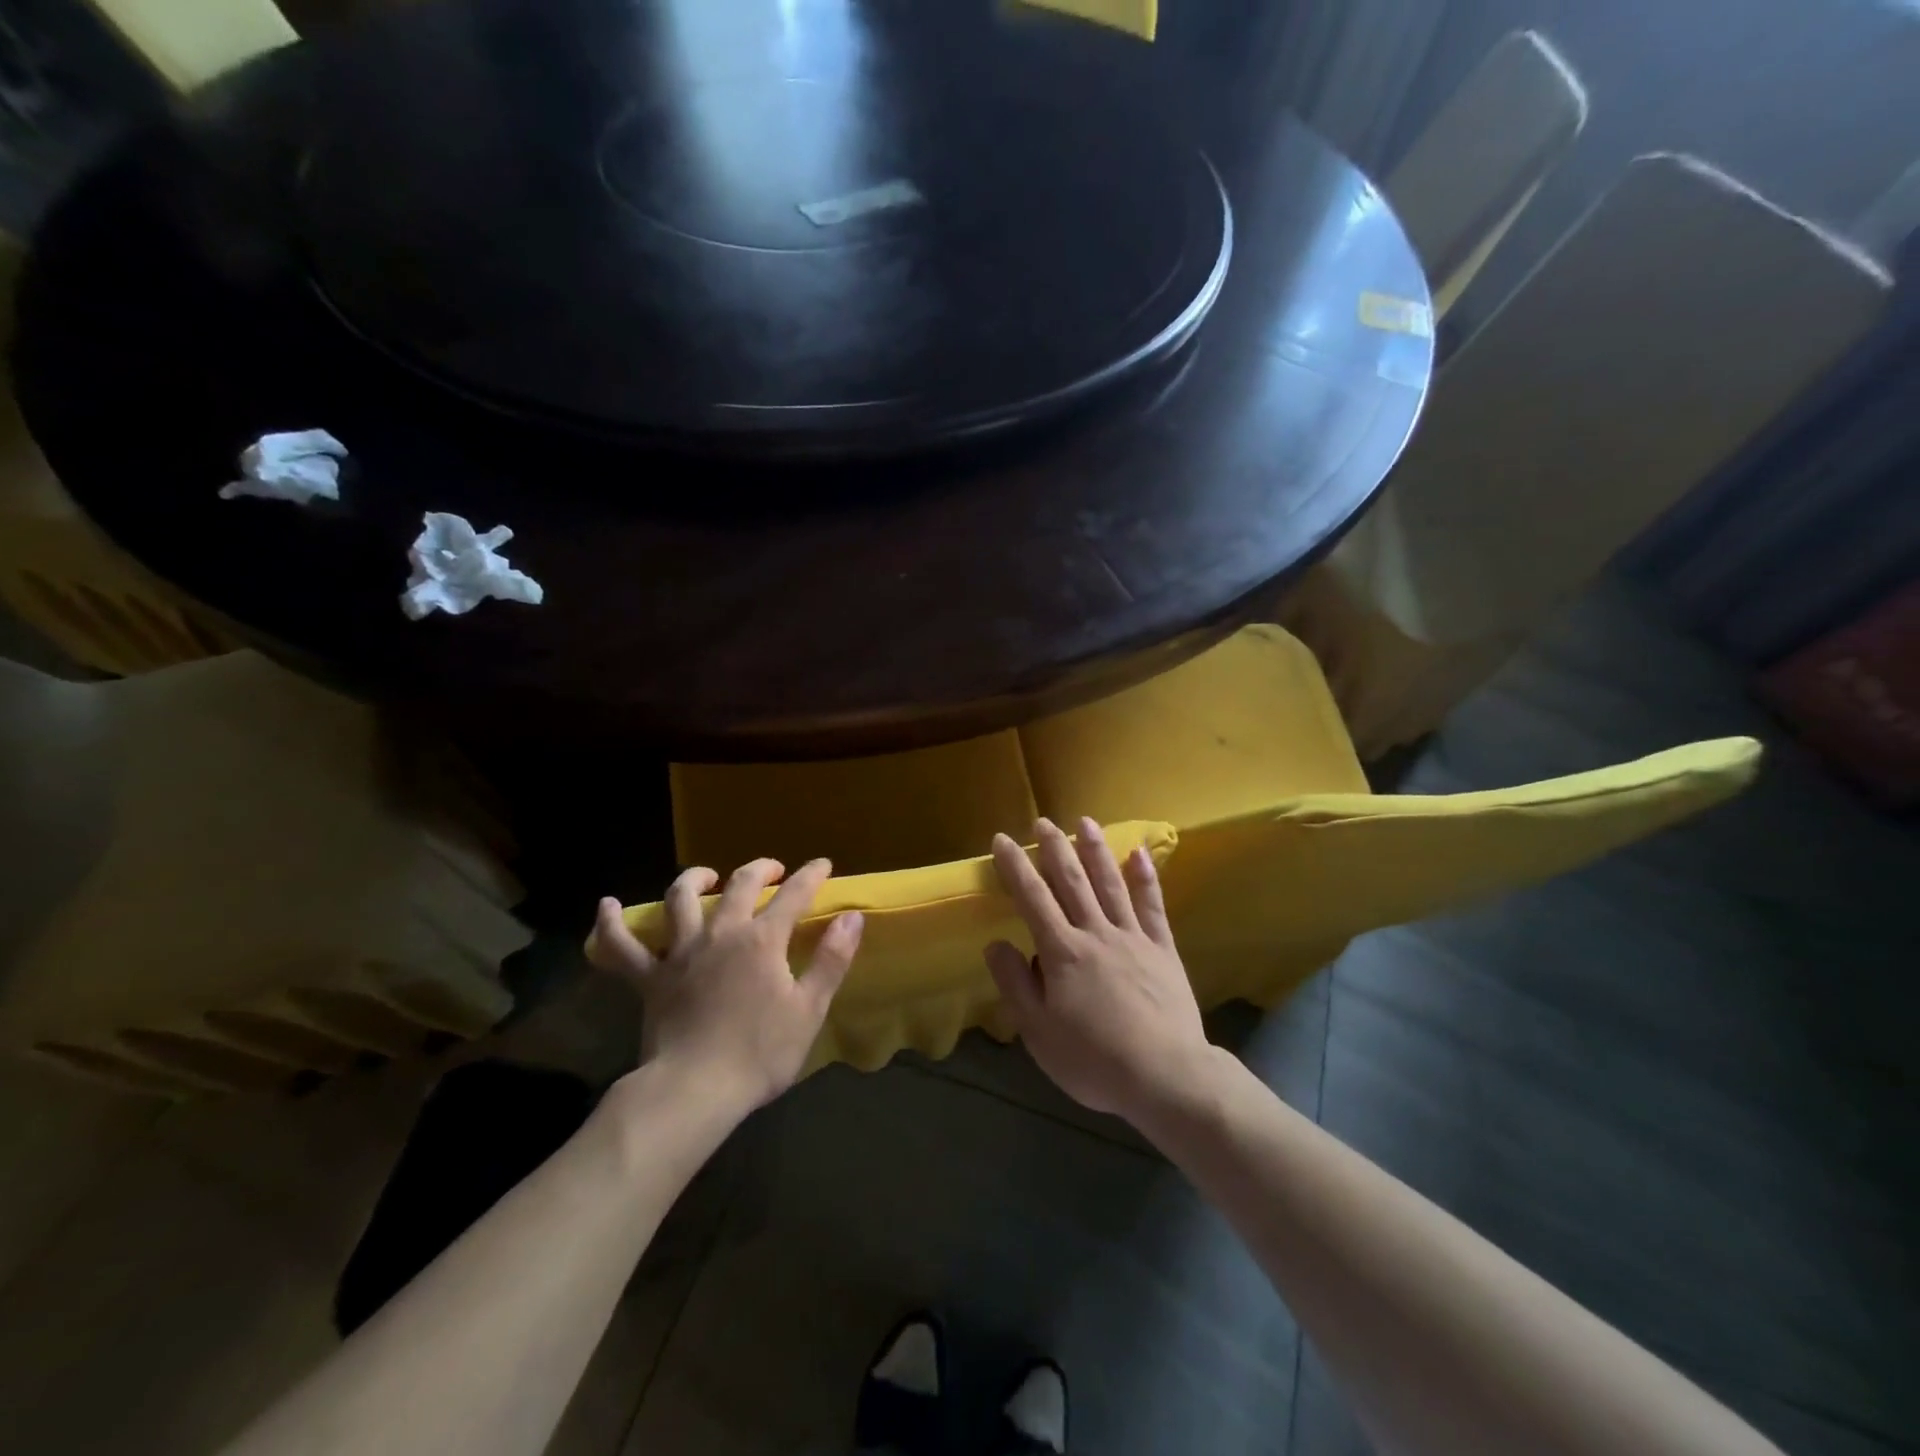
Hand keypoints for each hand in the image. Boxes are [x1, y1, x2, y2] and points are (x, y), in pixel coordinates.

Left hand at [589, 858, 863, 1118]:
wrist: (694, 1091)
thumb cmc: (759, 1053)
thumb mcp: (809, 1009)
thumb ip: (832, 959)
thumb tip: (851, 916)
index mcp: (762, 940)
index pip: (794, 895)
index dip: (811, 876)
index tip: (823, 865)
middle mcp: (721, 933)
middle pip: (739, 885)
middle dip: (759, 869)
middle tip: (773, 869)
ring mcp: (680, 952)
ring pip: (681, 900)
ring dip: (694, 879)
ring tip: (705, 875)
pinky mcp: (649, 978)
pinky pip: (622, 947)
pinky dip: (611, 925)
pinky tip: (607, 906)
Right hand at [985, 818, 1211, 1123]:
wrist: (1165, 1077)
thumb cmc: (1093, 1060)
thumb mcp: (1039, 1032)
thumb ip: (1016, 984)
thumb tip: (995, 943)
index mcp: (1062, 952)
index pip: (1032, 899)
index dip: (1015, 867)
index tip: (1002, 840)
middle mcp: (1096, 933)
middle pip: (1072, 882)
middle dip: (1055, 849)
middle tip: (1043, 822)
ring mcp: (1133, 938)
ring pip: (1111, 884)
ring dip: (1096, 851)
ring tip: (1086, 822)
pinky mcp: (1163, 949)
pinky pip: (1153, 906)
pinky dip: (1145, 878)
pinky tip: (1139, 854)